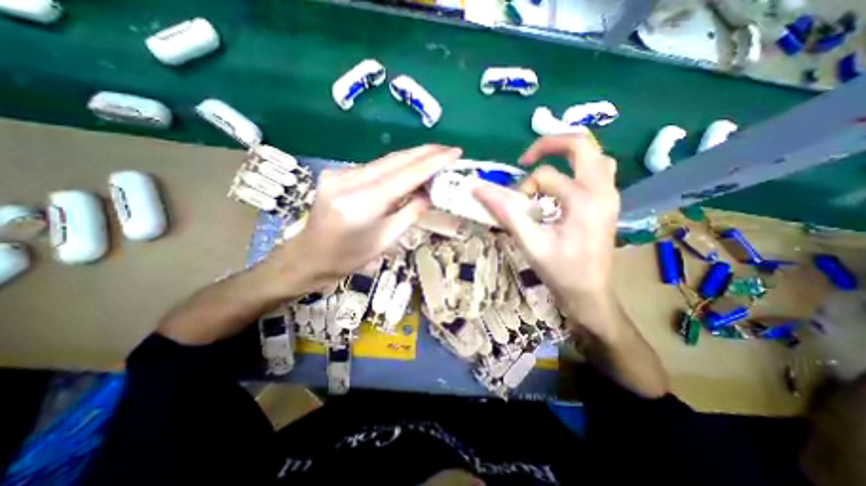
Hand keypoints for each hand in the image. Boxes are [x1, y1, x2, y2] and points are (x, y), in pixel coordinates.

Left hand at [268, 144, 462, 295]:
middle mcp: (347, 182)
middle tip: (449, 150)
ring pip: (384, 162)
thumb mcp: (385, 240)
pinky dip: (394, 168)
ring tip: (434, 158)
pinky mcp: (336, 175)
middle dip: (424, 153)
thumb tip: (429, 193)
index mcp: (361, 204)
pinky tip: (408, 169)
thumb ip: (410, 213)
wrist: (308, 257)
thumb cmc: (348, 258)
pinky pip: (373, 168)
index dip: (432, 162)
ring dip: (411, 159)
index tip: (454, 152)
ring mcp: (338, 175)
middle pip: (394, 161)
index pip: (405, 175)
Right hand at [473, 130, 621, 337]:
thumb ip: (506, 212)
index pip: (545, 176)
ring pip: (594, 155)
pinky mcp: (608, 202)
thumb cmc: (561, 271)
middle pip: (582, 145)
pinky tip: (561, 186)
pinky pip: (597, 170)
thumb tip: (478, 188)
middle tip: (526, 158)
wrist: (590, 294)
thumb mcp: (530, 243)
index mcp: (584, 201)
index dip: (523, 187)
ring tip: (544, 168)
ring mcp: (610, 195)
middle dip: (550, 144)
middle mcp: (603, 191)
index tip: (514, 206)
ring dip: (566, 155)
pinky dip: (576, 168)